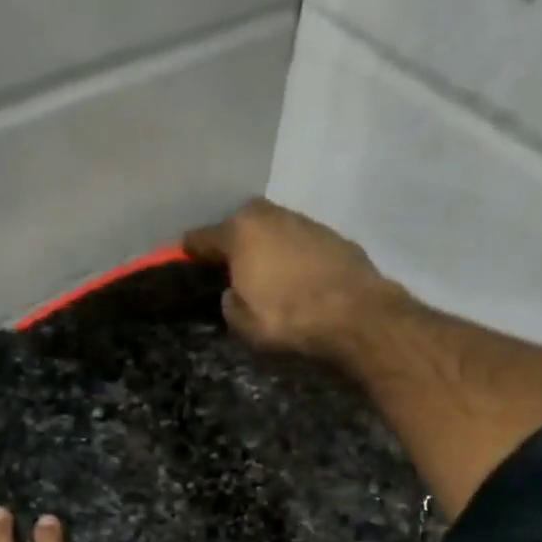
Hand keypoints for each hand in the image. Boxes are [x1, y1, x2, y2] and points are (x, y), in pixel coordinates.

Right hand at [183, 197, 396, 355]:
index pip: (202, 237)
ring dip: (267, 246)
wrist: (356, 314)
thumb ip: (230, 304)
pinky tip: (296, 276)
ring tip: (266, 272)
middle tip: (231, 265)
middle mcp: (270, 216)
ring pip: (273, 229)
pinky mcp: (333, 235)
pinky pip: (300, 242)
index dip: (191, 251)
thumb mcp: (244, 325)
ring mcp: (304, 221)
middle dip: (233, 240)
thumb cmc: (289, 319)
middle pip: (241, 224)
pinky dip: (293, 255)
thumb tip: (233, 294)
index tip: (185, 257)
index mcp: (240, 232)